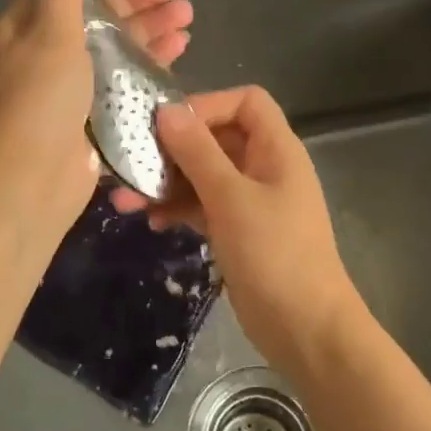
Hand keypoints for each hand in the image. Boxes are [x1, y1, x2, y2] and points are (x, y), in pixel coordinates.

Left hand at [0, 0, 192, 231]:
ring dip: (149, 31)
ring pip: (114, 50)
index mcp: (21, 31)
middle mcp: (43, 57)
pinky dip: (149, 65)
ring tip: (187, 17)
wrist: (30, 181)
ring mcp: (68, 90)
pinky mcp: (91, 118)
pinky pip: (123, 81)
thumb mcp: (50, 35)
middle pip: (95, 18)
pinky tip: (178, 52)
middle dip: (135, 1)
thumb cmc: (37, 101)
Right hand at [112, 86, 363, 367]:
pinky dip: (178, 208)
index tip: (166, 125)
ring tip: (126, 199)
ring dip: (167, 182)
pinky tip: (151, 222)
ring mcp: (250, 201)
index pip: (245, 102)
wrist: (305, 329)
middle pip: (216, 138)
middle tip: (130, 162)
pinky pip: (203, 206)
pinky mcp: (237, 230)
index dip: (207, 104)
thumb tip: (167, 110)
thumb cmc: (274, 254)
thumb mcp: (231, 198)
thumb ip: (197, 152)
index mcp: (276, 149)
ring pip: (203, 175)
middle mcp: (264, 167)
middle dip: (173, 148)